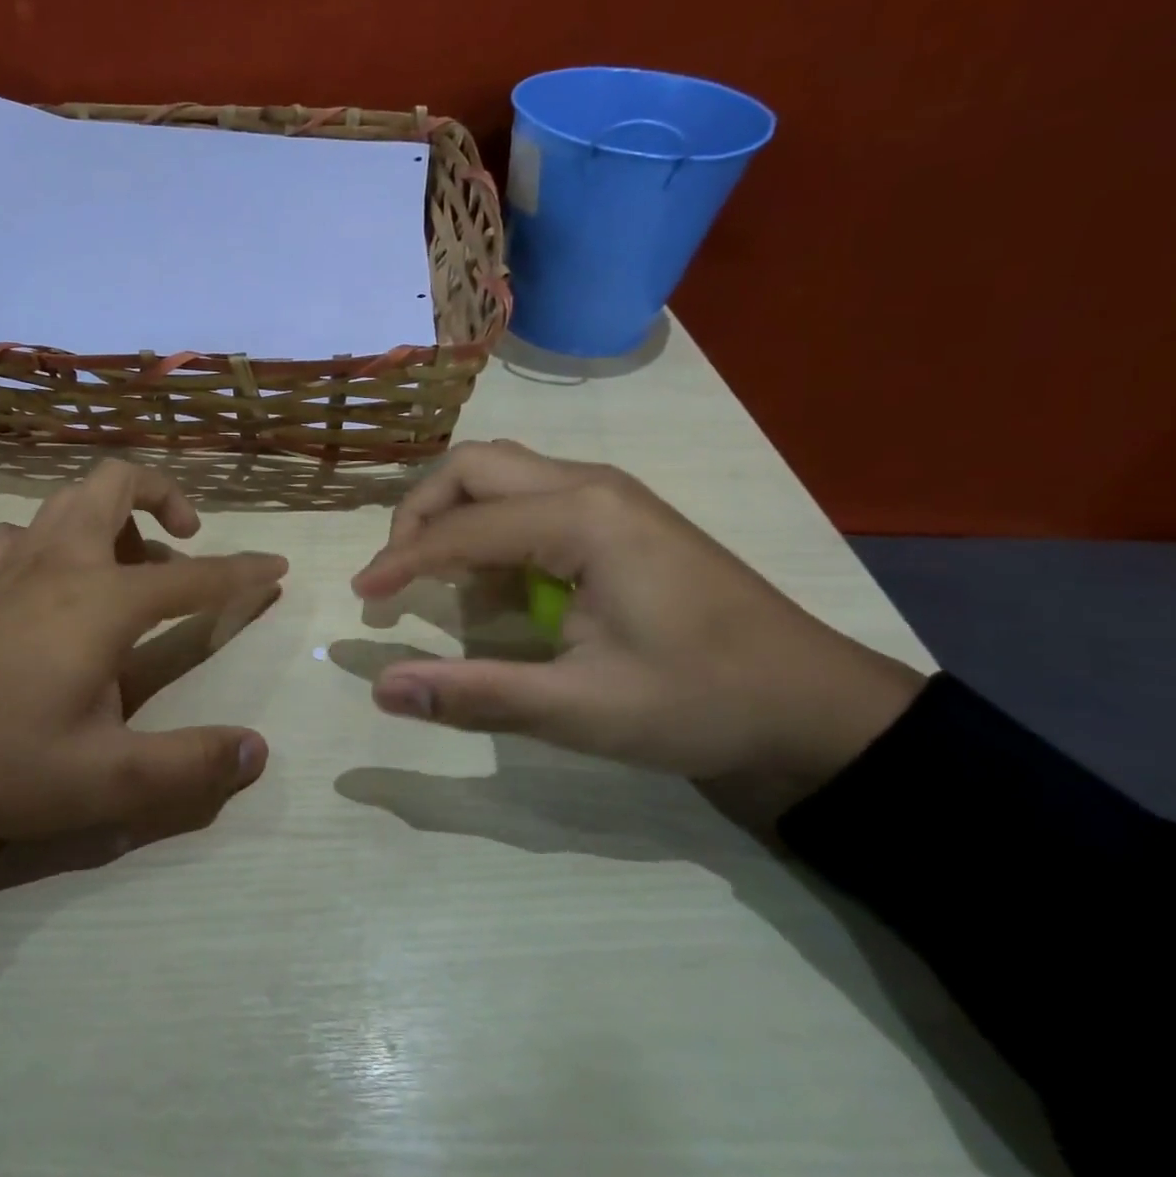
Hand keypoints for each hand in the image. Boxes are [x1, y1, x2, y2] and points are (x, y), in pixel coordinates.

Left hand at [0, 460, 286, 868]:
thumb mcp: (103, 780)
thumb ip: (188, 768)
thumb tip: (258, 751)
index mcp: (102, 601)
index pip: (195, 577)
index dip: (243, 573)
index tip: (277, 568)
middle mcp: (62, 563)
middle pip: (116, 483)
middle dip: (164, 494)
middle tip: (187, 537)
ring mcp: (12, 566)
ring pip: (67, 499)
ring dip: (110, 512)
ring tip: (129, 562)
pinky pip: (22, 533)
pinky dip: (53, 538)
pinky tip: (53, 580)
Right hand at [351, 440, 923, 787]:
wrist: (813, 704)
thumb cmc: (701, 702)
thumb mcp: (582, 710)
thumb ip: (476, 694)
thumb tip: (382, 690)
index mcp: (582, 518)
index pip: (461, 527)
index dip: (401, 561)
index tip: (362, 598)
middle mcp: (589, 484)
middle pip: (474, 467)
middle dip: (421, 513)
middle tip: (397, 574)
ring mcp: (608, 494)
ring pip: (500, 473)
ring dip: (454, 515)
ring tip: (436, 577)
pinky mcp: (617, 514)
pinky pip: (529, 496)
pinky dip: (490, 526)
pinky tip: (495, 581)